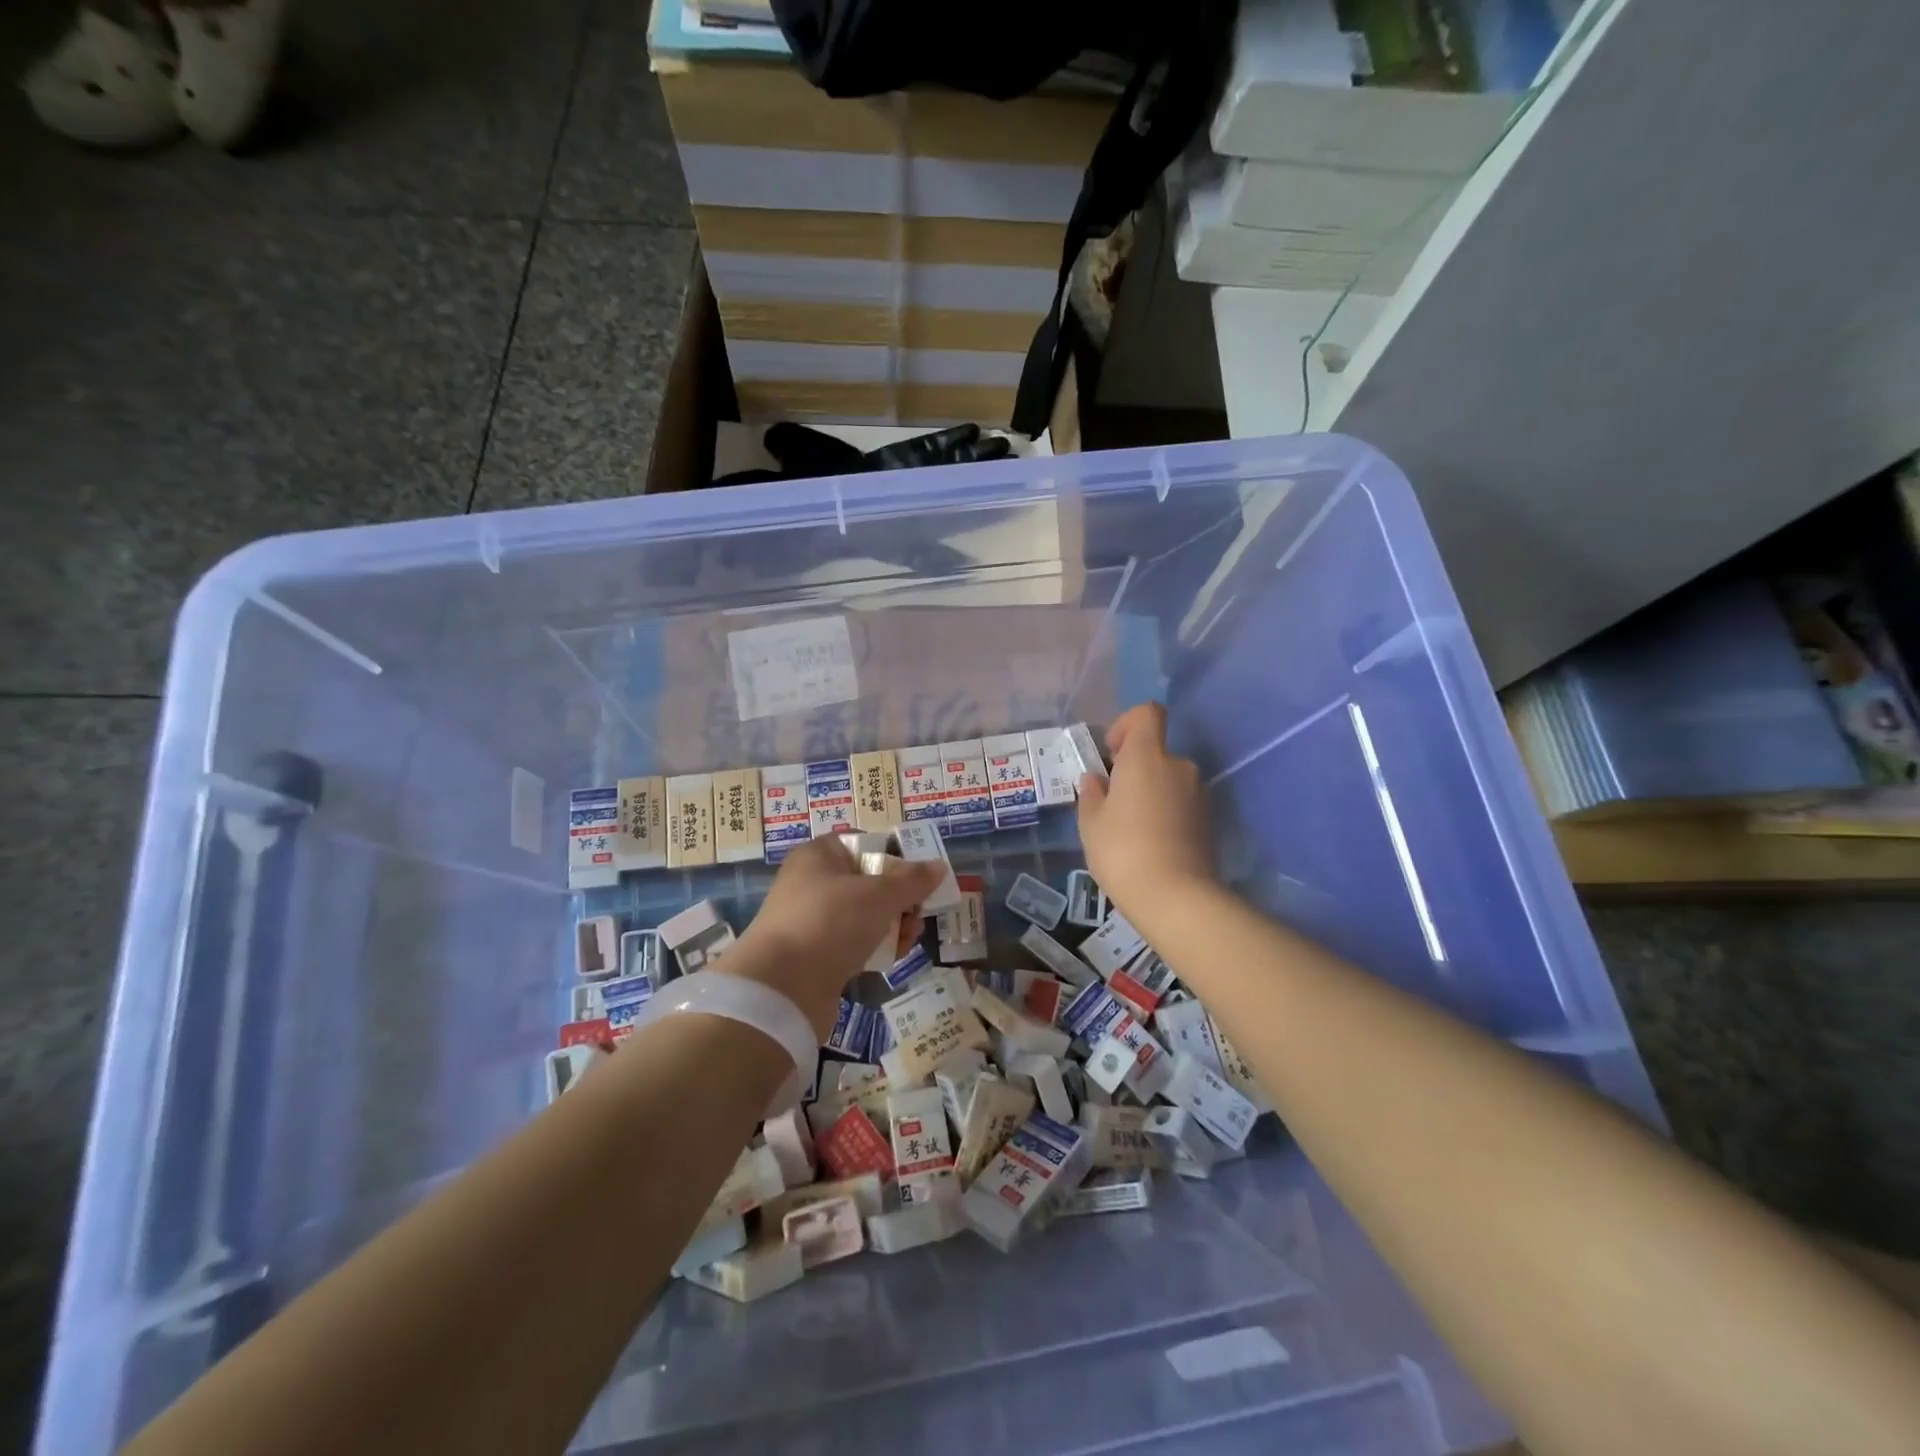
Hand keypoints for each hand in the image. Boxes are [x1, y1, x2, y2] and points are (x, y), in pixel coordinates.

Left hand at [728, 836, 942, 1037]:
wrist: (781, 988)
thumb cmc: (831, 922)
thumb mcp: (879, 895)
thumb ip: (913, 880)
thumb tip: (939, 866)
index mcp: (820, 855)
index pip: (865, 844)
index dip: (896, 856)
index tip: (922, 876)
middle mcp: (812, 882)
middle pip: (868, 881)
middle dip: (900, 898)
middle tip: (920, 913)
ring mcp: (812, 920)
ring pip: (863, 914)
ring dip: (892, 924)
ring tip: (910, 939)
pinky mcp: (814, 954)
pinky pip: (853, 942)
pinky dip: (875, 947)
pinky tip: (893, 958)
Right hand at [1077, 702, 1214, 916]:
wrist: (1175, 897)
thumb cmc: (1122, 850)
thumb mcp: (1091, 822)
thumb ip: (1092, 793)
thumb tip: (1096, 779)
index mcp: (1147, 756)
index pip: (1147, 713)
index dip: (1127, 724)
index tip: (1111, 753)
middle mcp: (1178, 765)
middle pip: (1155, 751)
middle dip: (1133, 768)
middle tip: (1111, 801)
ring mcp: (1198, 793)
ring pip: (1168, 779)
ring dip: (1150, 792)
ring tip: (1129, 827)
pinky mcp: (1209, 819)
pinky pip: (1180, 802)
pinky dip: (1165, 812)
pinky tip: (1149, 842)